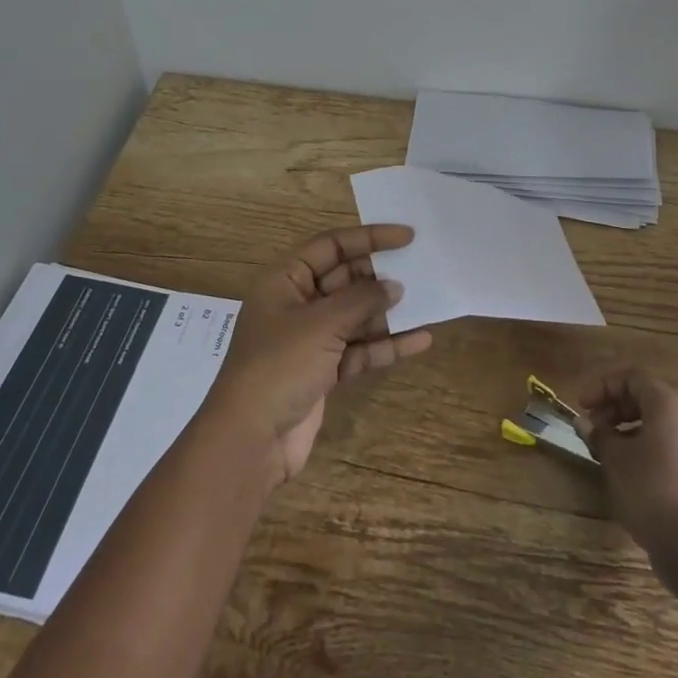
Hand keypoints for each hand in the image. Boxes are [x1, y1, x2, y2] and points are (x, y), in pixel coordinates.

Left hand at [204, 223, 432, 486]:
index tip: (407, 237)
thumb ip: (361, 300)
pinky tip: (420, 341)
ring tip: (426, 302)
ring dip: (387, 312)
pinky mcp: (323, 371)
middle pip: (345, 279)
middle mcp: (296, 303)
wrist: (251, 440)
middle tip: (419, 270)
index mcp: (285, 279)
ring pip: (355, 316)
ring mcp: (310, 340)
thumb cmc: (279, 365)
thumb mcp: (321, 324)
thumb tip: (394, 286)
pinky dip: (386, 346)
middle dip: (379, 276)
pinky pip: (360, 349)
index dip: (369, 237)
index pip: (331, 245)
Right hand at [577, 368, 677, 555]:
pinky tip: (629, 475)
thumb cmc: (650, 488)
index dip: (603, 386)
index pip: (633, 378)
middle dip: (615, 410)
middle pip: (648, 400)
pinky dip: (647, 451)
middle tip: (592, 429)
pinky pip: (670, 450)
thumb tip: (584, 423)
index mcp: (669, 406)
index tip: (582, 406)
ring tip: (606, 454)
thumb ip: (598, 435)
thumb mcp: (615, 458)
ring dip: (629, 432)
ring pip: (659, 427)